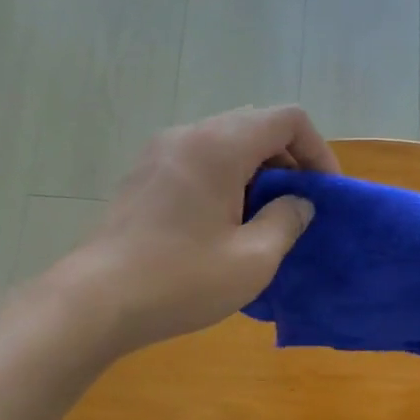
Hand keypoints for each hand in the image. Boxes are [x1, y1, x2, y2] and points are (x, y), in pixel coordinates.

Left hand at [56, 106, 339, 356]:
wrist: (96, 301)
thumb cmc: (182, 280)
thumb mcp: (253, 259)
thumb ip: (287, 221)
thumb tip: (298, 202)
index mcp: (219, 146)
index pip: (287, 118)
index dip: (317, 151)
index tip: (323, 193)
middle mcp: (188, 135)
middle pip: (255, 126)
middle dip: (287, 162)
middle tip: (297, 209)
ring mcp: (159, 153)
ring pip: (225, 144)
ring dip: (256, 173)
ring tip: (263, 222)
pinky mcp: (143, 177)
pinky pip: (198, 162)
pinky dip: (225, 181)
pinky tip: (223, 226)